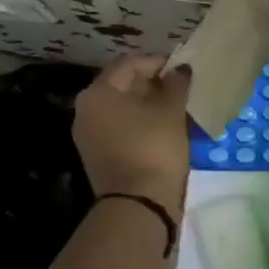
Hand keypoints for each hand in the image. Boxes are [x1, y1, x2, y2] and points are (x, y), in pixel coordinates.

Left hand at [72, 54, 192, 212]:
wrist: (139, 206)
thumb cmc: (153, 147)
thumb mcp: (171, 111)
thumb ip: (175, 84)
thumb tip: (179, 69)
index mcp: (97, 93)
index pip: (128, 64)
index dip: (157, 62)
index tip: (182, 68)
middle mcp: (86, 110)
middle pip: (121, 85)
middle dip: (152, 83)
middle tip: (180, 87)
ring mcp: (89, 136)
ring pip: (121, 109)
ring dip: (147, 104)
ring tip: (176, 107)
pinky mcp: (98, 156)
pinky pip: (120, 129)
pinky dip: (140, 123)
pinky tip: (163, 128)